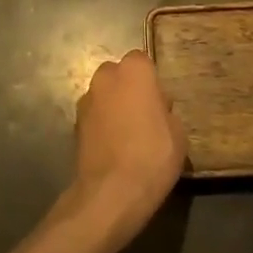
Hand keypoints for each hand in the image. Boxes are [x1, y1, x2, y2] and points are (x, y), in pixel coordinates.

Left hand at [68, 50, 186, 242]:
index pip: (142, 61)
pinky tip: (113, 147)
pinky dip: (101, 125)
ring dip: (113, 106)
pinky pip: (94, 116)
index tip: (160, 103)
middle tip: (144, 116)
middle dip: (129, 89)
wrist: (111, 192)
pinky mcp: (74, 123)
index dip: (151, 81)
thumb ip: (165, 111)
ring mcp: (86, 99)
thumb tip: (156, 110)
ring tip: (127, 135)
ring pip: (104, 95)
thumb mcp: (178, 133)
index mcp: (134, 70)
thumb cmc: (153, 155)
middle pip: (119, 74)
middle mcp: (106, 76)